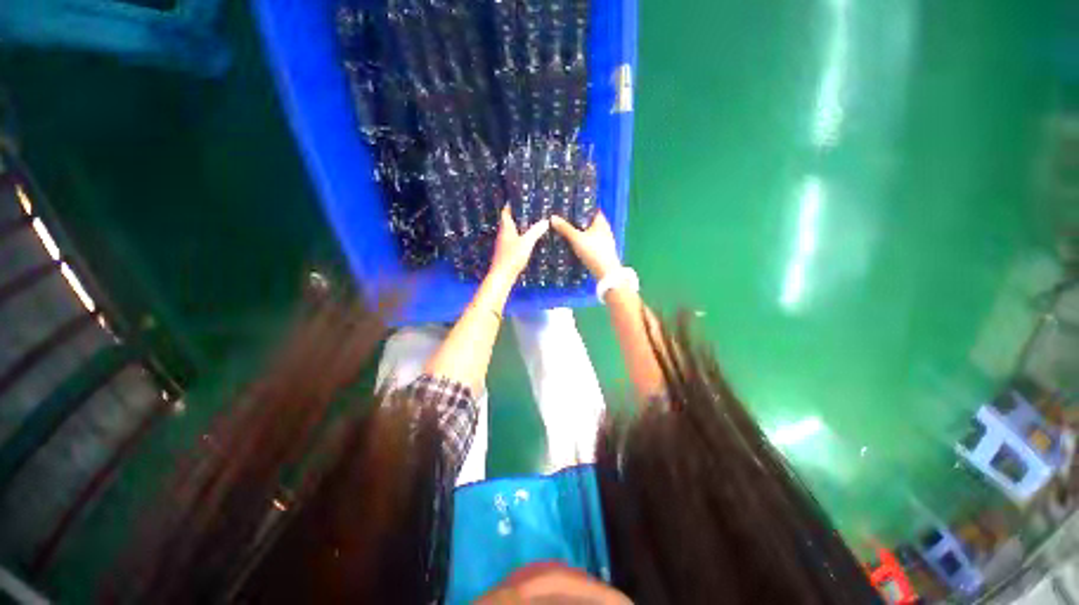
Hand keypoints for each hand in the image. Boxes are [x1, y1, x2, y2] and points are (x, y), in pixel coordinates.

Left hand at [489, 205, 549, 279]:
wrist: (502, 276)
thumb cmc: (512, 257)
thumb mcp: (526, 243)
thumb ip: (536, 231)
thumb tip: (546, 221)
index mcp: (506, 228)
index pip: (506, 212)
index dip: (510, 205)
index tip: (518, 198)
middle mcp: (502, 234)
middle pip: (508, 221)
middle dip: (516, 215)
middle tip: (528, 210)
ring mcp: (503, 244)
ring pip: (511, 231)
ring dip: (518, 226)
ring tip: (530, 223)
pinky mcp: (506, 253)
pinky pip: (513, 240)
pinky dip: (519, 237)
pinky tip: (527, 240)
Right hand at [550, 211, 621, 279]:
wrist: (606, 273)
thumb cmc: (593, 252)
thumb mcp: (576, 239)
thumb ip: (565, 228)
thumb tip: (553, 217)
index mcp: (601, 222)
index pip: (592, 210)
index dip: (581, 208)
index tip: (570, 208)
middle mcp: (605, 230)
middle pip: (590, 222)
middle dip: (579, 222)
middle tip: (565, 220)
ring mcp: (605, 242)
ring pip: (591, 234)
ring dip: (581, 233)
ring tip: (567, 232)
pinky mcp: (603, 252)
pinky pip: (591, 243)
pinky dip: (584, 243)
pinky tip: (575, 246)